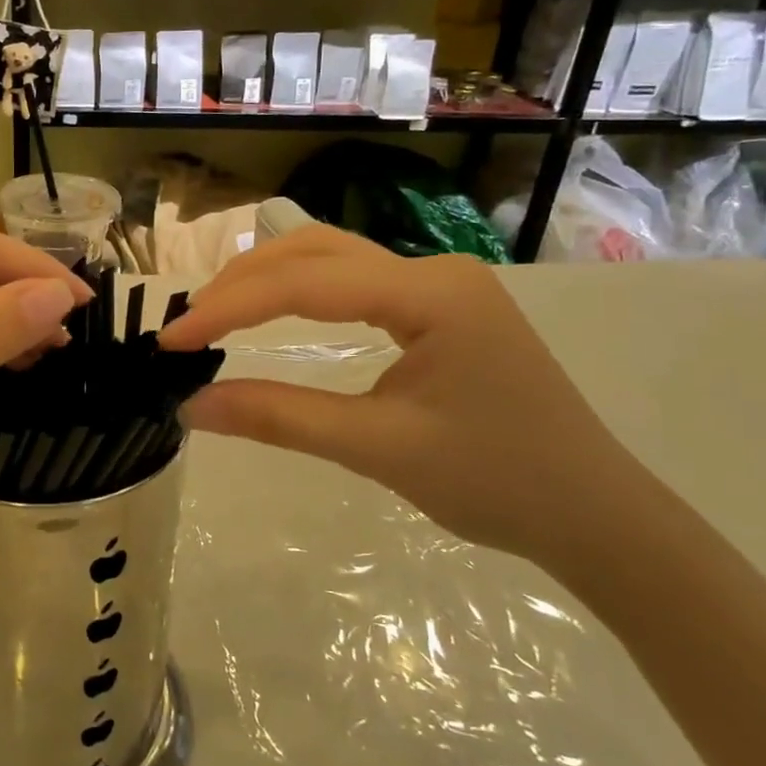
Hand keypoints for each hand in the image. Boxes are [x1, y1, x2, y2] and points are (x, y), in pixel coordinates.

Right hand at [157, 224, 655, 571]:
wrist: (595, 515)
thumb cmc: (497, 482)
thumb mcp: (379, 449)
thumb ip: (281, 418)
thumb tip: (191, 407)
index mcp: (430, 292)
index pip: (305, 283)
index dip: (228, 308)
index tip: (170, 341)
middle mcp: (433, 269)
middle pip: (314, 250)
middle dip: (241, 282)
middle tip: (186, 326)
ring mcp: (440, 284)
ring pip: (332, 258)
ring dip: (267, 280)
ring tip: (214, 316)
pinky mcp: (439, 307)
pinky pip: (354, 282)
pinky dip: (299, 293)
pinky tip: (271, 313)